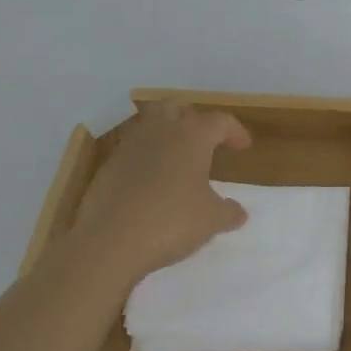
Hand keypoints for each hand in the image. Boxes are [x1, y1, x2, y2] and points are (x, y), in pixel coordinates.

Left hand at [69, 101, 251, 284]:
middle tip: (204, 141)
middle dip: (194, 119)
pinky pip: (131, 149)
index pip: (220, 121)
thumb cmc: (170, 222)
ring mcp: (130, 146)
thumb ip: (229, 212)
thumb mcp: (211, 221)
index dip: (234, 131)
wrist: (108, 243)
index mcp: (192, 136)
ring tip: (176, 155)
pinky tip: (150, 180)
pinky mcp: (108, 166)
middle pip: (178, 108)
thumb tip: (239, 212)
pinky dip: (145, 156)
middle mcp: (161, 131)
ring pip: (150, 123)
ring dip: (165, 132)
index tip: (242, 147)